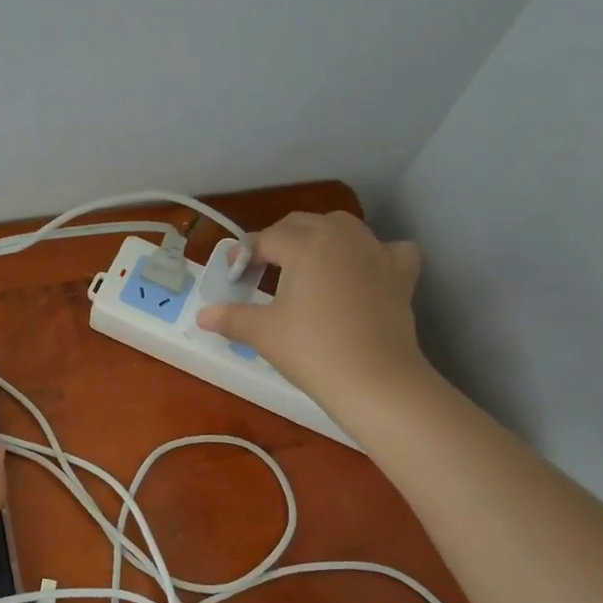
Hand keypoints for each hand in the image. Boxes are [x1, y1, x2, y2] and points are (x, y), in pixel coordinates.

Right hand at [196, 211, 430, 409]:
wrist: (374, 379)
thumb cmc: (311, 350)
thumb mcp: (263, 333)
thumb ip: (231, 318)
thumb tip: (202, 315)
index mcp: (304, 244)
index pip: (265, 239)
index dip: (244, 254)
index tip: (232, 274)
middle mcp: (341, 236)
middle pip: (301, 224)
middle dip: (278, 240)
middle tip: (262, 268)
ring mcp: (376, 251)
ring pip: (343, 227)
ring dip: (320, 237)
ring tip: (307, 263)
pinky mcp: (400, 272)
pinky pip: (387, 248)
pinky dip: (374, 253)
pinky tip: (364, 270)